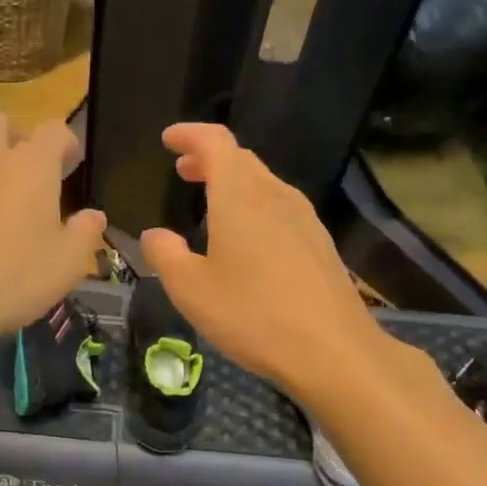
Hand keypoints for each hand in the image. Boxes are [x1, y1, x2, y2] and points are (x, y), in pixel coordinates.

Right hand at [139, 124, 385, 395]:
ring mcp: (304, 219)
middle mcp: (275, 196)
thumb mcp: (190, 289)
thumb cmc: (252, 315)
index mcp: (240, 196)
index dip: (190, 135)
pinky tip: (248, 238)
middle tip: (184, 170)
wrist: (332, 350)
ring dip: (234, 183)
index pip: (215, 142)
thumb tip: (154, 235)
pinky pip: (280, 209)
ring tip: (211, 201)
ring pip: (264, 184)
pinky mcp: (319, 244)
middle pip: (242, 160)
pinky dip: (255, 206)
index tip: (169, 139)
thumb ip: (165, 255)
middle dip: (210, 158)